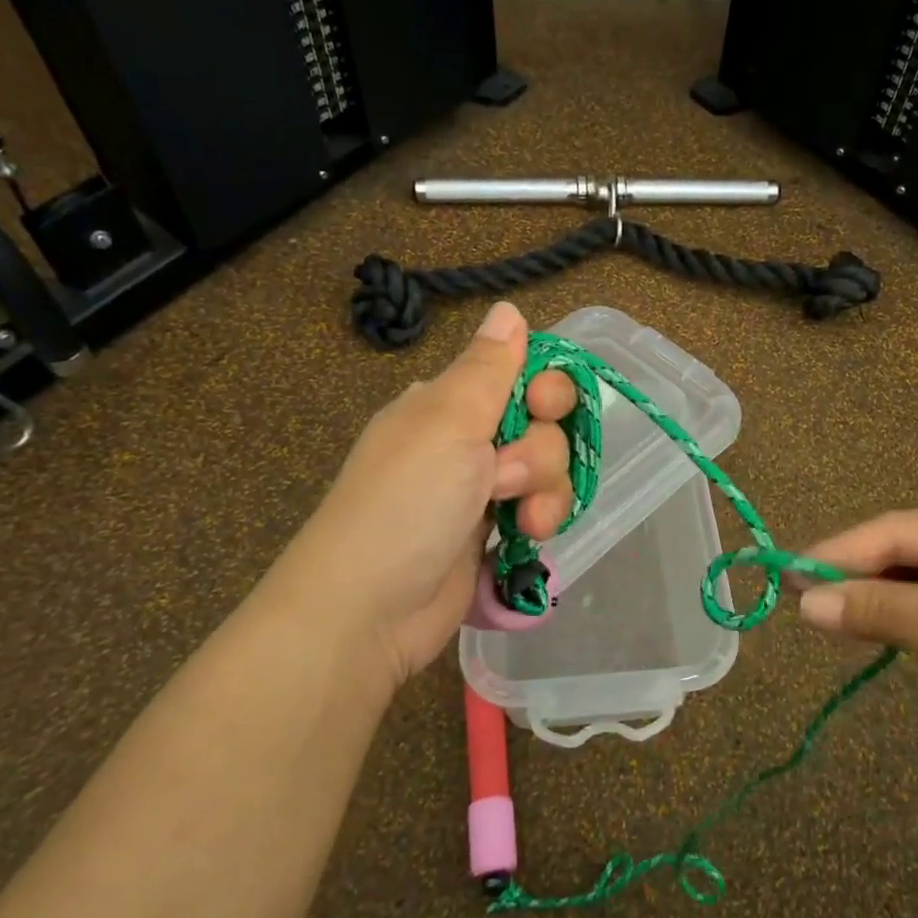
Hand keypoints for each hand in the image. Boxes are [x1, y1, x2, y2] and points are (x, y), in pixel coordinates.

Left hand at [265, 301, 576, 684]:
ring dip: (546, 490)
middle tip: (506, 474)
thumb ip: (487, 366)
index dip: (544, 386)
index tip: (543, 405)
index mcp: (447, 404)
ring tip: (522, 519)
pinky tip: (528, 537)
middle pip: (543, 423)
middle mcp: (466, 440)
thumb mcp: (447, 422)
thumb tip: (507, 308)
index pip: (518, 372)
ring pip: (548, 468)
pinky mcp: (493, 532)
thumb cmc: (406, 502)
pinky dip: (542, 519)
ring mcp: (480, 489)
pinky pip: (540, 508)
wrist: (369, 609)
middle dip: (541, 450)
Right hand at [795, 506, 917, 792]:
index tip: (787, 578)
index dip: (838, 553)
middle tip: (800, 605)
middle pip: (905, 555)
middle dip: (855, 578)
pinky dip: (908, 627)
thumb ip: (880, 612)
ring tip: (828, 622)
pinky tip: (881, 639)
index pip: (895, 530)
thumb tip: (802, 603)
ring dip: (878, 604)